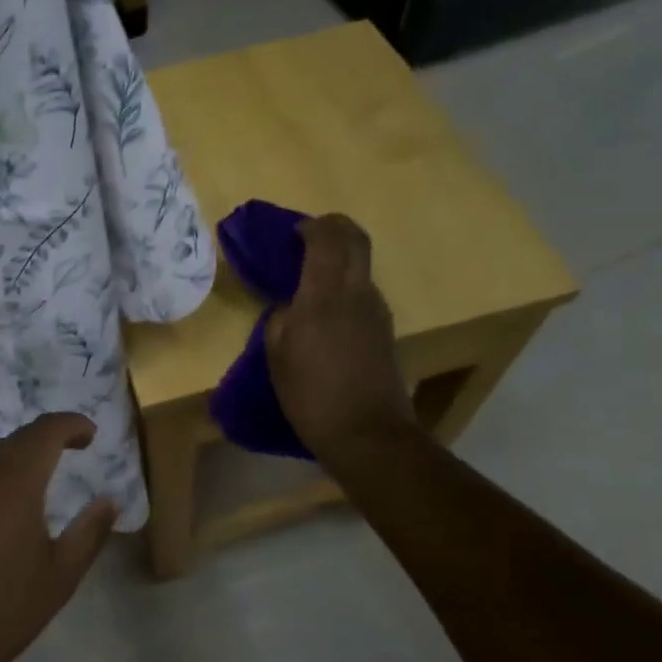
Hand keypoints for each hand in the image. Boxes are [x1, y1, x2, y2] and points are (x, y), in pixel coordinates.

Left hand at [0, 413, 115, 661]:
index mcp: (16, 483)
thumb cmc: (3, 610)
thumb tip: (111, 499)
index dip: (71, 424)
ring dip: (21, 451)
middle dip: (49, 435)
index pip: (46, 431)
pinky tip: (8, 497)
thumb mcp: (60, 576)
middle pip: (19, 437)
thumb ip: (90, 532)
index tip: (92, 434)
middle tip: (74, 448)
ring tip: (45, 469)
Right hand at [266, 214, 416, 456]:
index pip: (326, 237)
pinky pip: (364, 289)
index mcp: (324, 294)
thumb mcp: (277, 355)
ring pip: (361, 263)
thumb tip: (290, 304)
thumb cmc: (311, 394)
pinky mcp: (385, 328)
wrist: (367, 434)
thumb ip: (281, 317)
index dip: (309, 226)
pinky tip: (327, 311)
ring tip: (311, 277)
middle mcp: (357, 291)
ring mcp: (377, 309)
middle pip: (355, 238)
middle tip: (306, 239)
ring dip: (339, 257)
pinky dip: (346, 283)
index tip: (290, 233)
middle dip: (332, 228)